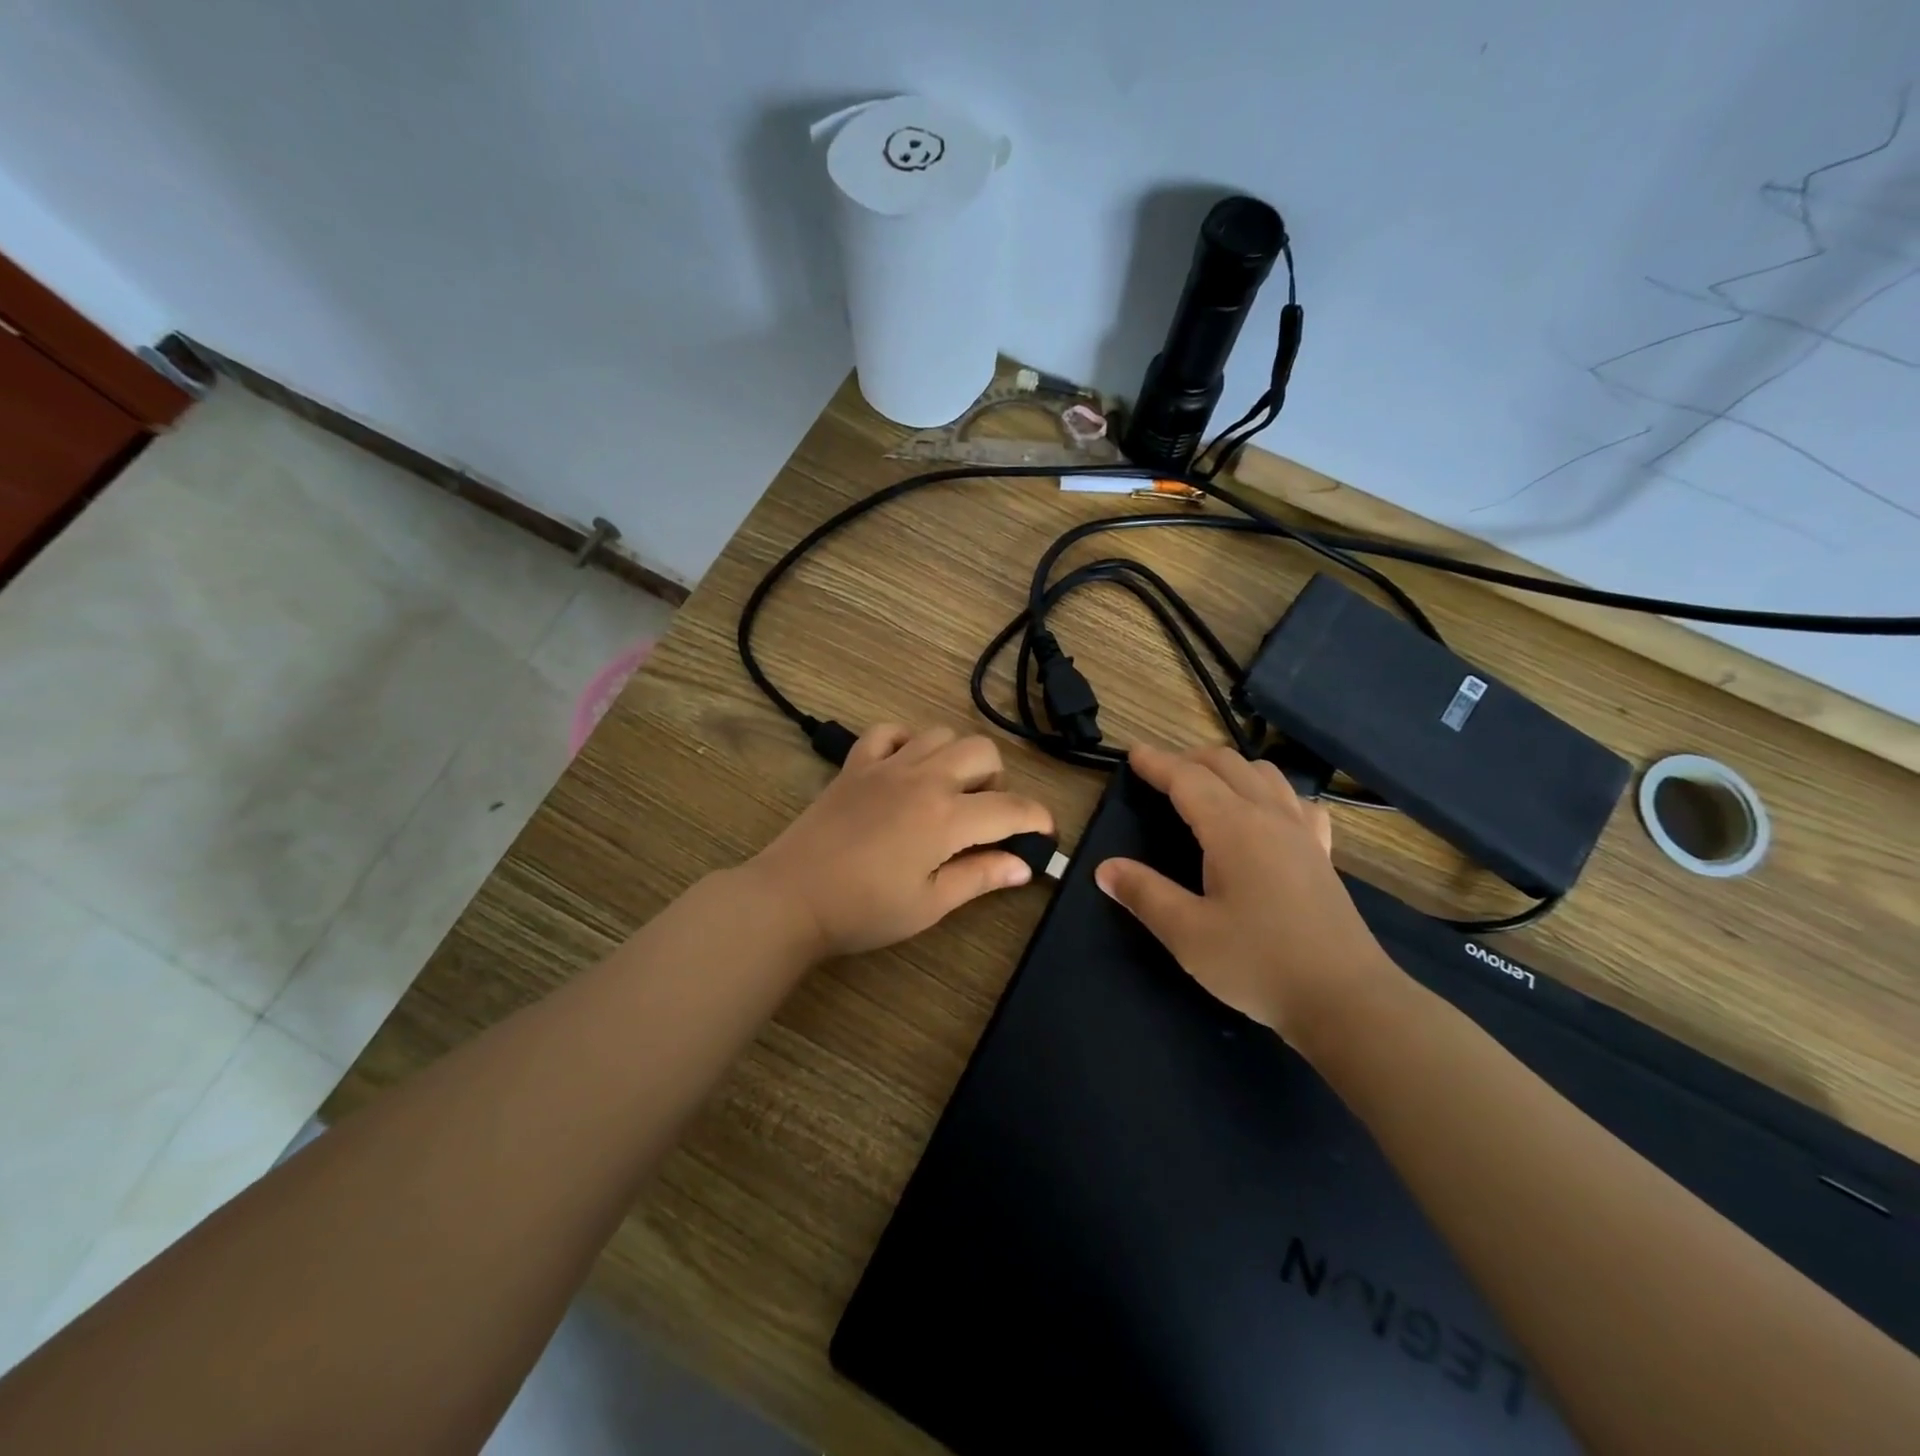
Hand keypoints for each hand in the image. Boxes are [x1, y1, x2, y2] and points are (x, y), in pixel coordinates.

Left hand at [744, 724, 1053, 959]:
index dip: (1038, 819)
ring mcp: (887, 765)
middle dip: (998, 781)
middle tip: (984, 817)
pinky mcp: (855, 764)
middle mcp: (923, 779)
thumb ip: (980, 877)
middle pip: (983, 752)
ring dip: (957, 758)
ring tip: (947, 792)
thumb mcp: (929, 904)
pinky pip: (889, 731)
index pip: (1011, 808)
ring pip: (941, 734)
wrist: (791, 897)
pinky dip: (907, 742)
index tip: (1044, 835)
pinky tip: (905, 768)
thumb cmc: (863, 910)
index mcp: (947, 818)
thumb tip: (1025, 866)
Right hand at [1094, 743, 1394, 1045]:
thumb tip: (1105, 869)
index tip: (1133, 753)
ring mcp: (1302, 832)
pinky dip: (1271, 792)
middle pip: (1227, 765)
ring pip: (1264, 774)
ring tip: (1206, 784)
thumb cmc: (1259, 964)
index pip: (1187, 779)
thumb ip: (1145, 895)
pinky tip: (1266, 813)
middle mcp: (1270, 817)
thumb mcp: (1188, 935)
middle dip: (1189, 759)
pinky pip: (1296, 802)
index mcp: (1233, 828)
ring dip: (1229, 769)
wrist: (1347, 1000)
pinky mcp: (1322, 854)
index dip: (1157, 763)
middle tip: (1160, 771)